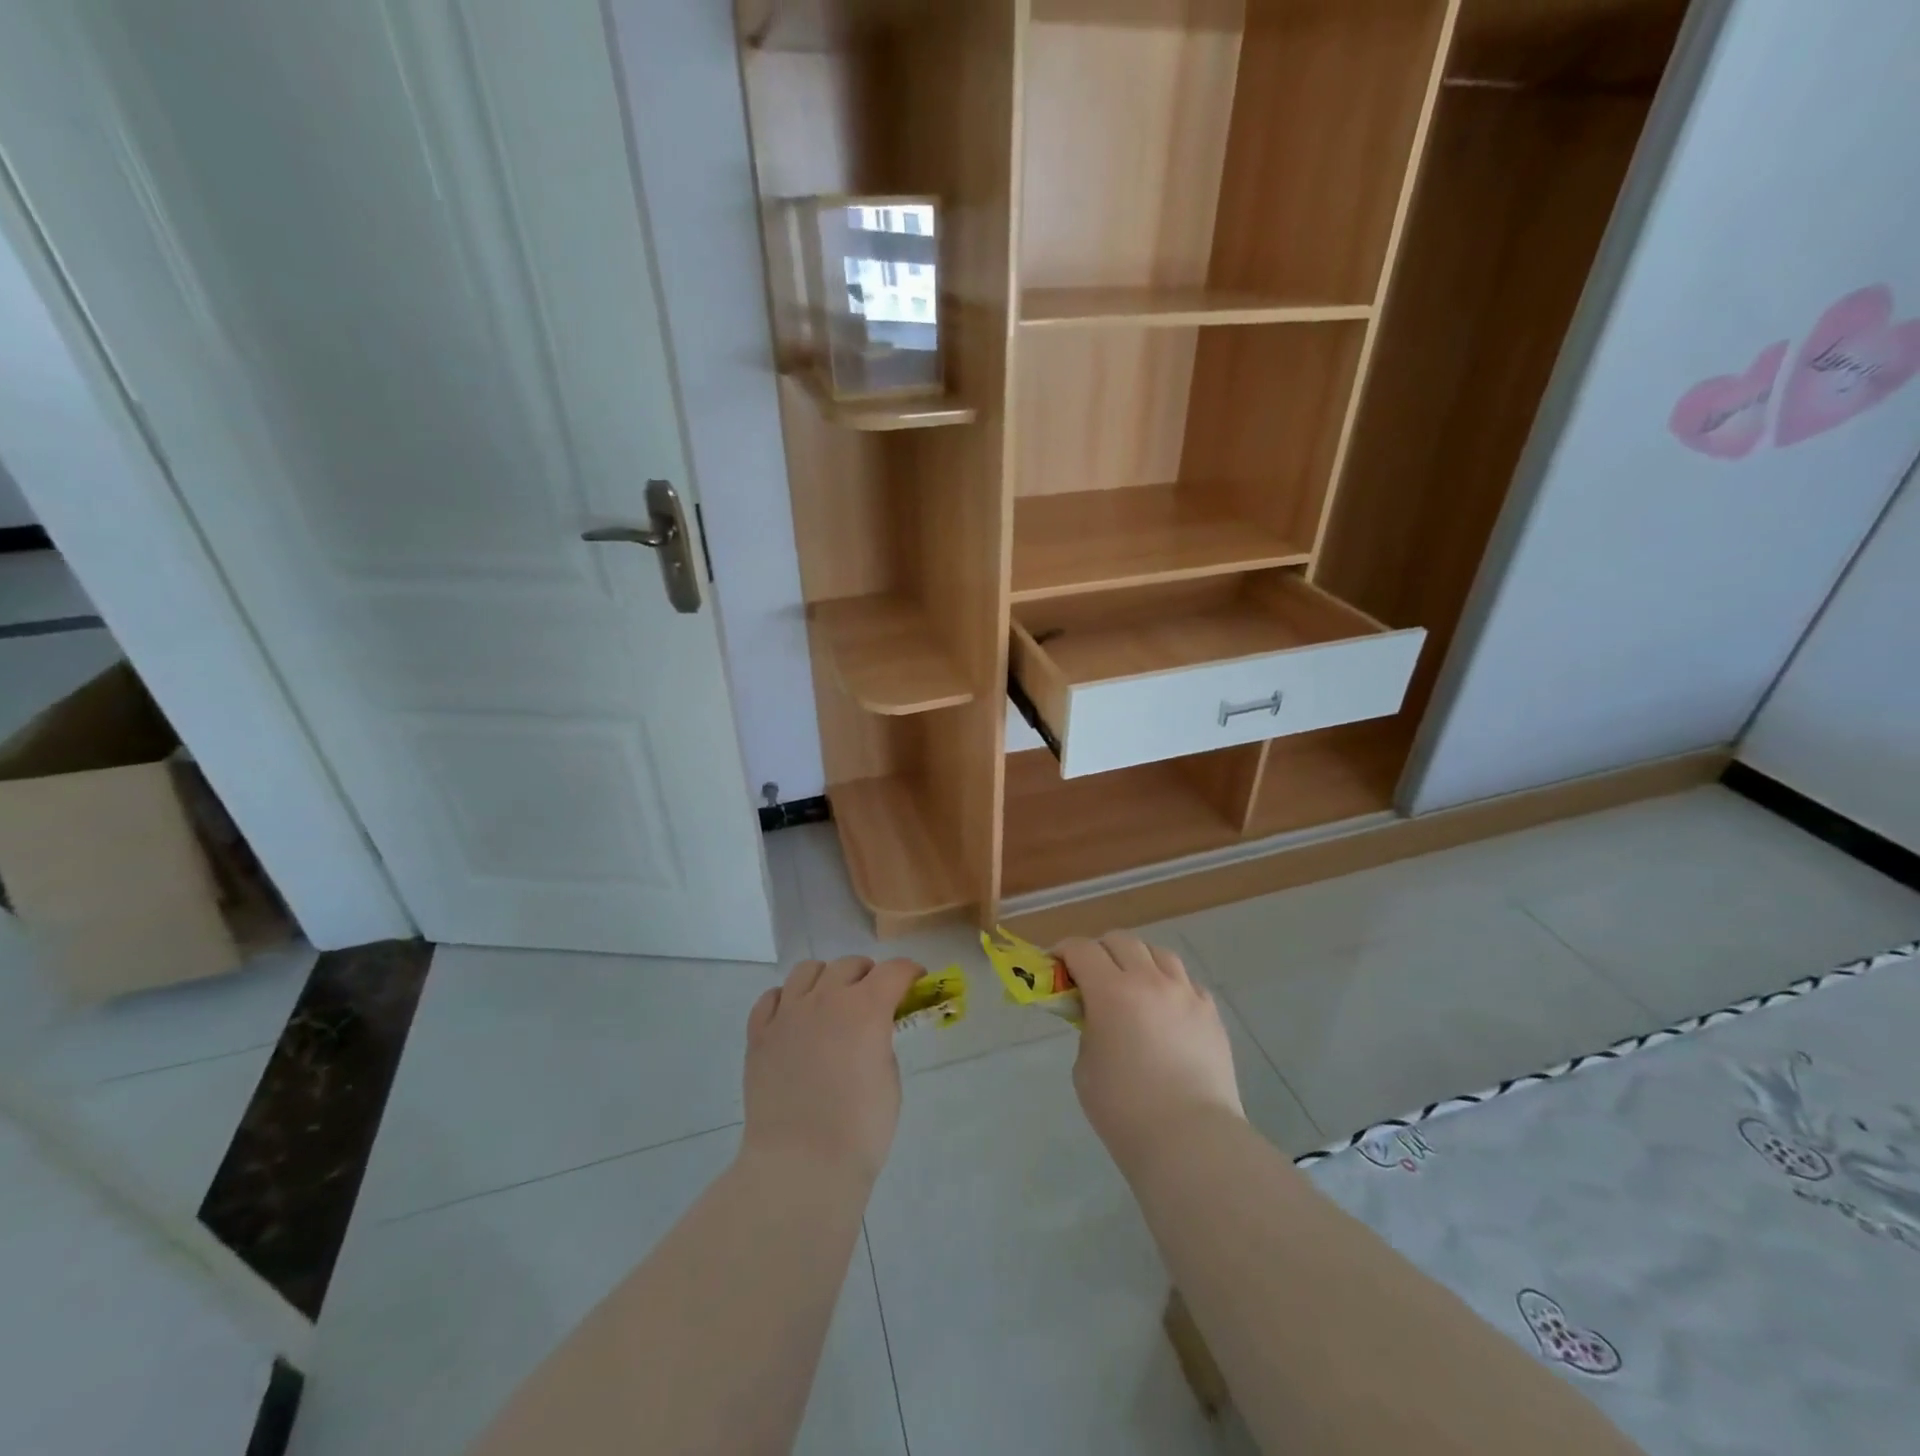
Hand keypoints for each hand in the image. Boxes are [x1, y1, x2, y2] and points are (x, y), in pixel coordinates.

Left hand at [742, 955, 922, 1184]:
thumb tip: (871, 1032)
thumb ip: (881, 1041)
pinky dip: (788, 1000)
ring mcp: (788, 1014)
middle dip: (869, 974)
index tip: (916, 982)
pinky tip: (795, 1019)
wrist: (801, 1165)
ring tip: (832, 1001)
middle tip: (876, 997)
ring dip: (827, 979)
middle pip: (849, 965)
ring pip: (808, 970)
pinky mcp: (759, 1035)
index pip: (893, 970)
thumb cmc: (860, 1128)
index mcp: (866, 1008)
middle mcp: (825, 999)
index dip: (910, 972)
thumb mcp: (890, 1078)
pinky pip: (772, 998)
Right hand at [1063, 932, 1243, 1166]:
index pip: (1082, 949)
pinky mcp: (1211, 1013)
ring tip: (1133, 985)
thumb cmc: (1124, 1110)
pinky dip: (1169, 985)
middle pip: (1121, 941)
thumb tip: (1098, 1016)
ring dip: (1138, 961)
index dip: (1064, 951)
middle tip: (1091, 976)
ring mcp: (1186, 994)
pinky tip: (1165, 1010)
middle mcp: (1150, 981)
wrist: (1190, 1141)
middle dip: (1100, 951)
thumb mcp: (1085, 1066)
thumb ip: (1088, 1028)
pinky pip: (1186, 982)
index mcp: (1112, 991)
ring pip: (1158, 953)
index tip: (1056, 964)